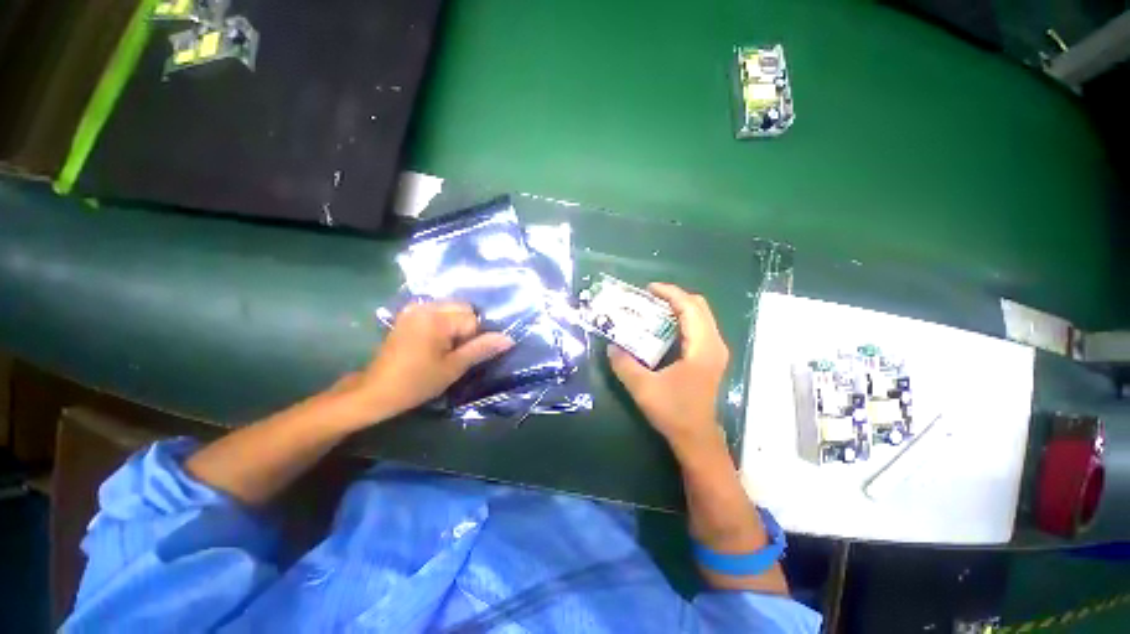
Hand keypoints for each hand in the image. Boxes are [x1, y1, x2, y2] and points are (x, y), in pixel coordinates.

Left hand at [342, 302, 513, 422]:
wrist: (376, 391)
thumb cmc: (417, 382)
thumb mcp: (454, 368)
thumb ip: (482, 349)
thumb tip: (508, 339)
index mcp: (437, 318)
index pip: (473, 319)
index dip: (472, 339)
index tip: (458, 356)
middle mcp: (426, 306)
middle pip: (464, 308)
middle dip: (465, 328)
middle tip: (453, 351)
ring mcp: (414, 308)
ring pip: (452, 308)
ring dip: (455, 325)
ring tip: (443, 347)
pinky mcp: (408, 314)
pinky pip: (438, 311)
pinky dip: (443, 323)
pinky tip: (434, 341)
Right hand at [608, 283, 729, 450]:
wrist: (696, 438)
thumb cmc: (674, 412)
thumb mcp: (643, 387)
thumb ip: (624, 364)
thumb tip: (611, 346)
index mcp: (702, 347)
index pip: (690, 308)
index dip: (670, 293)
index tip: (649, 288)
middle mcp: (714, 344)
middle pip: (699, 307)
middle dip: (675, 297)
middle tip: (649, 298)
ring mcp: (715, 351)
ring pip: (701, 316)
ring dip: (679, 307)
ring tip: (654, 308)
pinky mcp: (710, 358)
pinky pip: (699, 328)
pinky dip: (682, 320)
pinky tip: (664, 327)